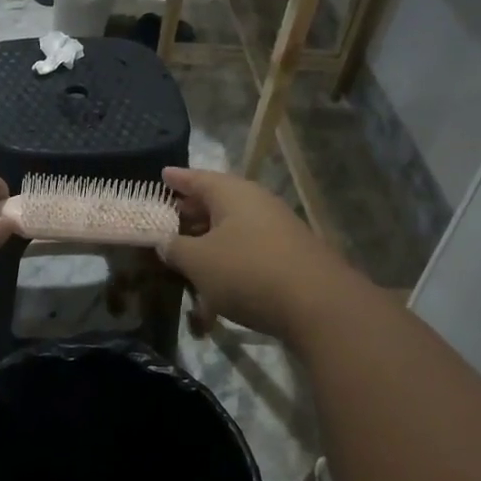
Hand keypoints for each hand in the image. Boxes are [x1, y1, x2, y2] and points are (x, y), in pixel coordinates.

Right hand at [157, 168, 355, 339]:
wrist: (318, 306)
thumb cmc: (247, 271)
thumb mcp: (198, 261)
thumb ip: (175, 249)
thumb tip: (165, 243)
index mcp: (232, 193)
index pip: (197, 178)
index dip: (177, 178)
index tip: (162, 174)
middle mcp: (256, 204)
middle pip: (216, 203)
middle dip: (190, 212)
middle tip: (167, 218)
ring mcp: (276, 230)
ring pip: (232, 230)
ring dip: (208, 242)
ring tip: (185, 254)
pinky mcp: (288, 257)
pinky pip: (248, 252)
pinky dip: (228, 263)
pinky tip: (214, 287)